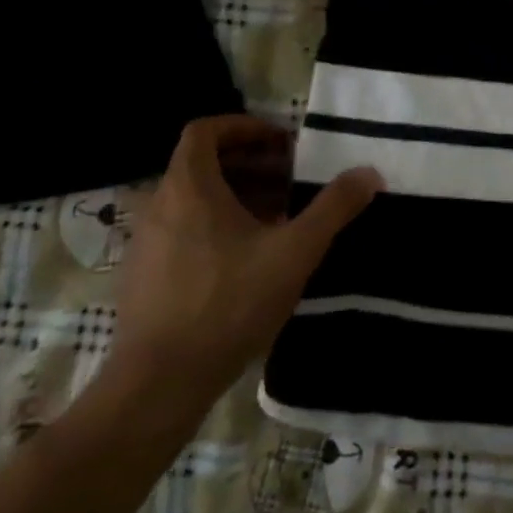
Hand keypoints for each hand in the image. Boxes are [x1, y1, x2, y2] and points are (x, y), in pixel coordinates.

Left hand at [106, 114, 381, 409]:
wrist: (159, 385)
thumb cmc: (228, 304)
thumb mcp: (295, 251)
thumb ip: (333, 207)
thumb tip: (369, 173)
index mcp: (189, 188)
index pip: (205, 131)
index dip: (245, 127)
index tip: (282, 142)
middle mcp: (159, 207)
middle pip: (203, 164)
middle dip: (251, 164)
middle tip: (291, 180)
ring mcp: (145, 244)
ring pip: (194, 200)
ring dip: (237, 197)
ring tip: (278, 219)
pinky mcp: (143, 278)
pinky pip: (183, 231)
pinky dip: (216, 227)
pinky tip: (249, 260)